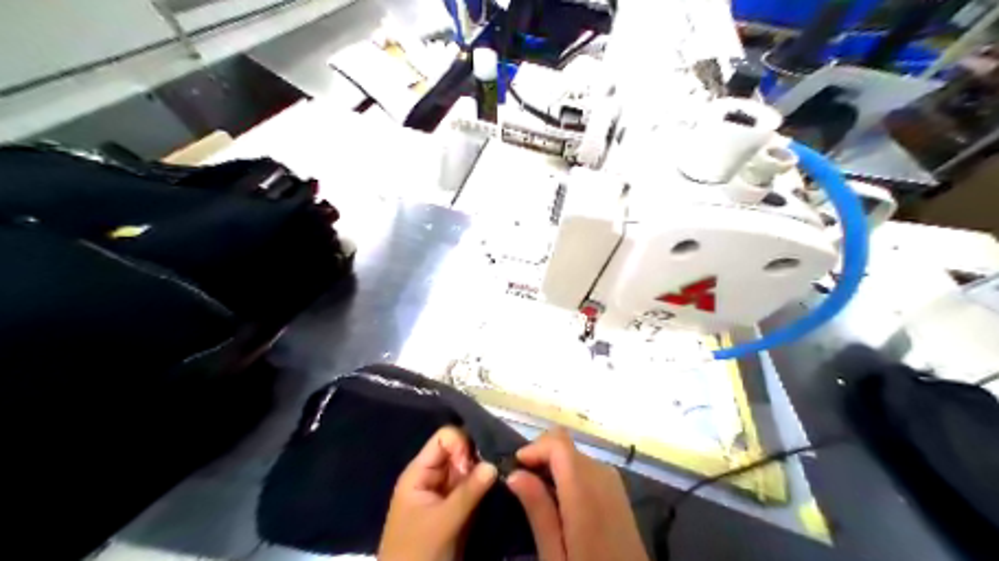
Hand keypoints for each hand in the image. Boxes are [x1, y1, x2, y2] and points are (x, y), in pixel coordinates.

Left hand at [376, 426, 497, 560]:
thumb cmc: (417, 553)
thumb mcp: (442, 522)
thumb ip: (468, 491)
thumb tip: (495, 463)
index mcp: (420, 472)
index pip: (444, 439)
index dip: (462, 444)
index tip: (476, 463)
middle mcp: (433, 476)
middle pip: (459, 451)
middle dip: (478, 455)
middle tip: (498, 468)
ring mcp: (445, 492)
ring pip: (468, 469)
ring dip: (484, 471)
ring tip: (503, 476)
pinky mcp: (456, 508)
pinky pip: (473, 487)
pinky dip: (485, 486)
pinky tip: (499, 487)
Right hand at [507, 429, 648, 560]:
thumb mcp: (555, 556)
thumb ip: (538, 511)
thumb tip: (515, 474)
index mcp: (585, 491)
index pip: (559, 443)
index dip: (535, 447)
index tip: (515, 467)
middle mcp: (602, 476)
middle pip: (566, 445)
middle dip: (541, 456)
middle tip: (523, 484)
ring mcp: (613, 481)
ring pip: (576, 454)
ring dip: (555, 464)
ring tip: (538, 494)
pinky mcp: (618, 491)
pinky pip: (587, 467)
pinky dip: (569, 472)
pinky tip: (561, 500)